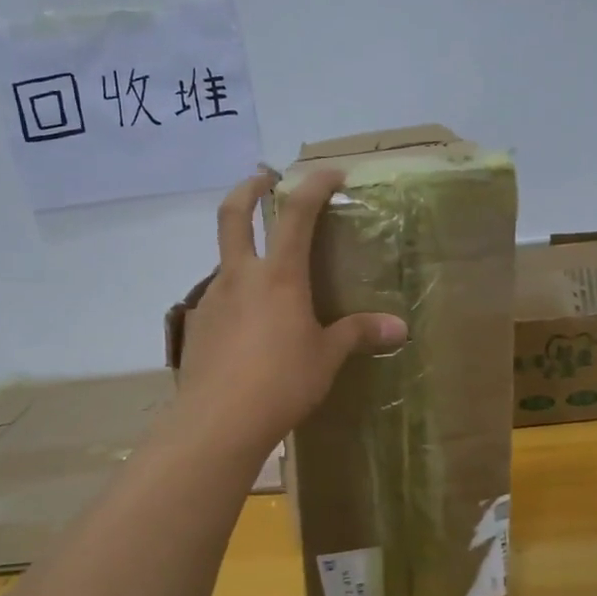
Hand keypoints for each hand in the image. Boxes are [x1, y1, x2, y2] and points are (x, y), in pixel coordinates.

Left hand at [175, 169, 407, 459]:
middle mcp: (241, 276)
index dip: (314, 185)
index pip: (297, 213)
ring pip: (226, 258)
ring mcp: (212, 298)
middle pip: (235, 214)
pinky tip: (249, 322)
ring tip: (268, 273)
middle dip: (249, 188)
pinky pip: (219, 295)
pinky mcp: (196, 324)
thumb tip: (399, 328)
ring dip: (244, 249)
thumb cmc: (282, 382)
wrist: (218, 422)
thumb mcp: (326, 357)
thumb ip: (358, 334)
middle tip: (264, 179)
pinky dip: (236, 292)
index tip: (332, 173)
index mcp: (279, 275)